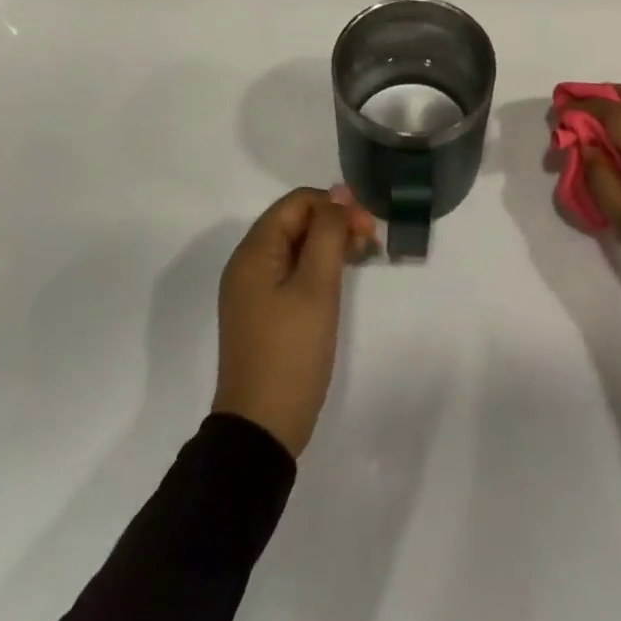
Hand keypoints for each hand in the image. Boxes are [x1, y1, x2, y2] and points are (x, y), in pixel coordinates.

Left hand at [212, 188, 377, 457]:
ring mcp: (254, 290)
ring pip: (297, 246)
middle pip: (296, 221)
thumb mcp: (316, 286)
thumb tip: (338, 191)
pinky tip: (342, 279)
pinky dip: (319, 267)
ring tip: (364, 258)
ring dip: (330, 244)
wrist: (262, 428)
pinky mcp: (264, 312)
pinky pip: (293, 271)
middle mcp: (248, 264)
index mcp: (254, 252)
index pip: (298, 202)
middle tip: (371, 243)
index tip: (368, 228)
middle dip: (335, 223)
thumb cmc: (292, 351)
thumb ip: (327, 232)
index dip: (335, 205)